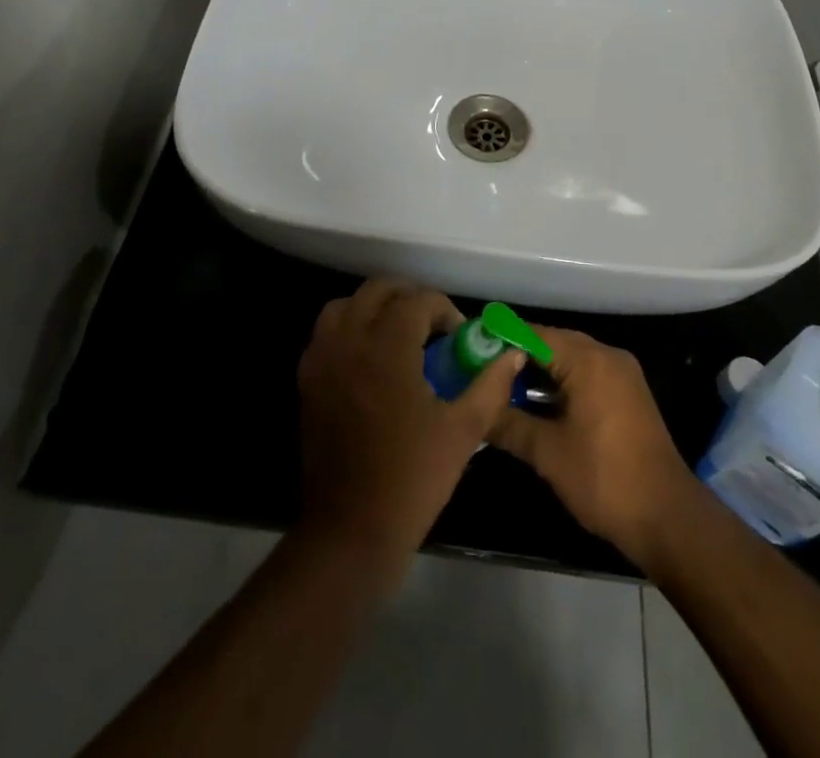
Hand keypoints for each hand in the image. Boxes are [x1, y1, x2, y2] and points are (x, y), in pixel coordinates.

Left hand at [296, 279, 523, 583]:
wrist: (351, 529)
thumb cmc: (412, 478)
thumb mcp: (463, 430)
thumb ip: (490, 385)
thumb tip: (511, 353)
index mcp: (387, 346)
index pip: (417, 299)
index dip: (443, 310)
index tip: (458, 337)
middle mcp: (350, 340)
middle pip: (378, 290)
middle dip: (409, 298)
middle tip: (432, 327)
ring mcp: (322, 358)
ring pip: (346, 305)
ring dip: (375, 308)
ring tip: (399, 335)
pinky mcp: (307, 379)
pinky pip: (326, 333)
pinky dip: (349, 329)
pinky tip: (370, 359)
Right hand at [489, 328, 696, 562]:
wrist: (668, 518)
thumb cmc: (604, 479)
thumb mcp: (548, 453)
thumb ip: (509, 424)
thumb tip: (477, 411)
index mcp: (588, 360)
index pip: (534, 334)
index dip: (501, 339)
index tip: (472, 348)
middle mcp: (607, 356)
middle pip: (552, 342)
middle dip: (517, 355)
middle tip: (481, 369)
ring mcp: (622, 375)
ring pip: (569, 359)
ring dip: (539, 370)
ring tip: (502, 386)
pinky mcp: (628, 394)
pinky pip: (586, 374)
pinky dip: (560, 382)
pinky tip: (536, 402)